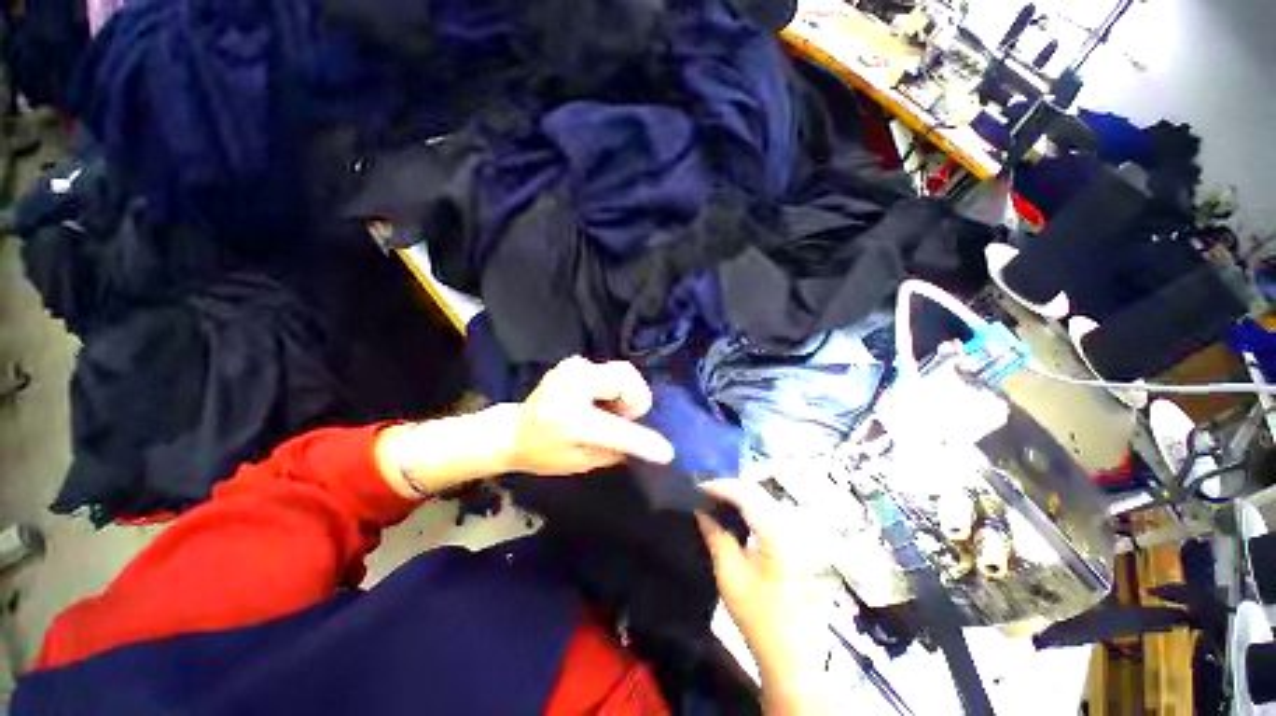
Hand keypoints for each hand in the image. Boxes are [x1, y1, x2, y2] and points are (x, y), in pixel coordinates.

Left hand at [504, 356, 674, 474]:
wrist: (513, 430)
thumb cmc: (544, 453)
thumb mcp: (579, 463)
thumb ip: (614, 453)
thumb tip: (646, 447)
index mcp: (569, 419)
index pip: (615, 429)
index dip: (643, 441)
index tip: (666, 452)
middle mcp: (572, 385)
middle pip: (625, 378)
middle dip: (635, 400)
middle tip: (624, 418)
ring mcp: (573, 368)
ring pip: (622, 371)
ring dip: (627, 392)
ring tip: (612, 411)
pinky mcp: (575, 363)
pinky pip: (611, 370)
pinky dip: (617, 386)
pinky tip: (603, 401)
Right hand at [697, 480, 828, 713]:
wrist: (793, 655)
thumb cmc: (758, 617)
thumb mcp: (730, 575)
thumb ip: (716, 536)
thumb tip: (701, 510)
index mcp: (777, 533)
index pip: (746, 494)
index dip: (720, 485)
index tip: (697, 486)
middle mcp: (791, 526)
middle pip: (758, 491)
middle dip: (729, 486)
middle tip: (704, 490)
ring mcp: (797, 534)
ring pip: (765, 499)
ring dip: (739, 494)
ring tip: (714, 497)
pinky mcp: (796, 543)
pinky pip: (770, 511)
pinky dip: (750, 506)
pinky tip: (734, 512)